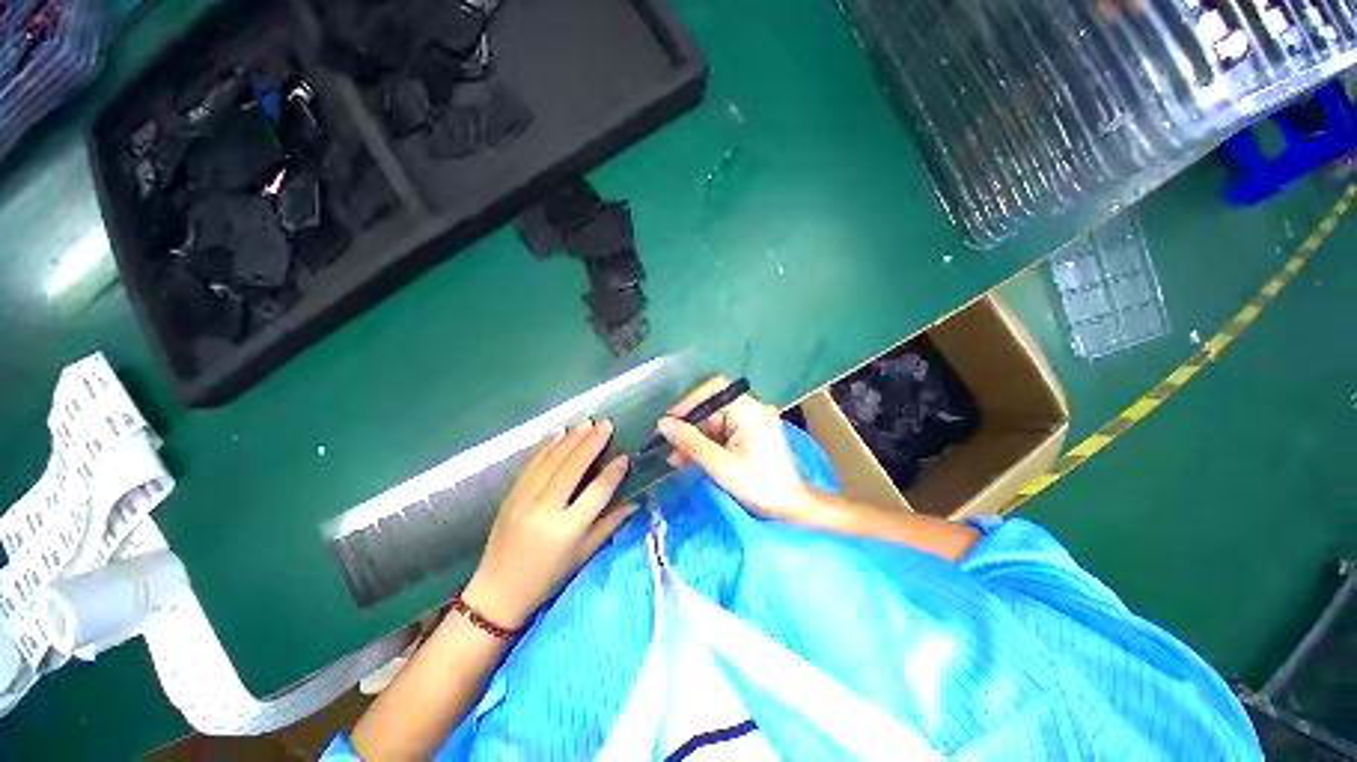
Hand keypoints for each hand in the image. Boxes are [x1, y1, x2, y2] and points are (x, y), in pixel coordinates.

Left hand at [463, 419, 635, 629]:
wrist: (497, 593)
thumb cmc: (547, 578)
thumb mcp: (584, 555)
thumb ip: (610, 525)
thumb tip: (635, 502)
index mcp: (567, 530)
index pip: (596, 492)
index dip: (613, 472)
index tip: (625, 456)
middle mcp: (545, 510)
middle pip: (572, 468)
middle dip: (591, 443)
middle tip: (606, 424)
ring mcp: (523, 500)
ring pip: (551, 461)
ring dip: (570, 439)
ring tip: (587, 422)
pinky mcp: (510, 496)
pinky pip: (531, 464)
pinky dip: (546, 446)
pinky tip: (559, 432)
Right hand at [657, 376, 823, 523]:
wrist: (790, 510)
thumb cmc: (759, 486)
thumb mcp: (721, 466)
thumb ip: (691, 442)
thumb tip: (663, 424)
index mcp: (750, 411)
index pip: (715, 389)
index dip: (690, 401)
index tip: (670, 420)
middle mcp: (751, 411)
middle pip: (711, 407)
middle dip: (688, 425)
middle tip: (667, 444)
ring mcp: (749, 423)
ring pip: (711, 422)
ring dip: (692, 438)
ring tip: (674, 459)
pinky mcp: (746, 436)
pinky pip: (718, 434)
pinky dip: (703, 445)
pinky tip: (687, 460)